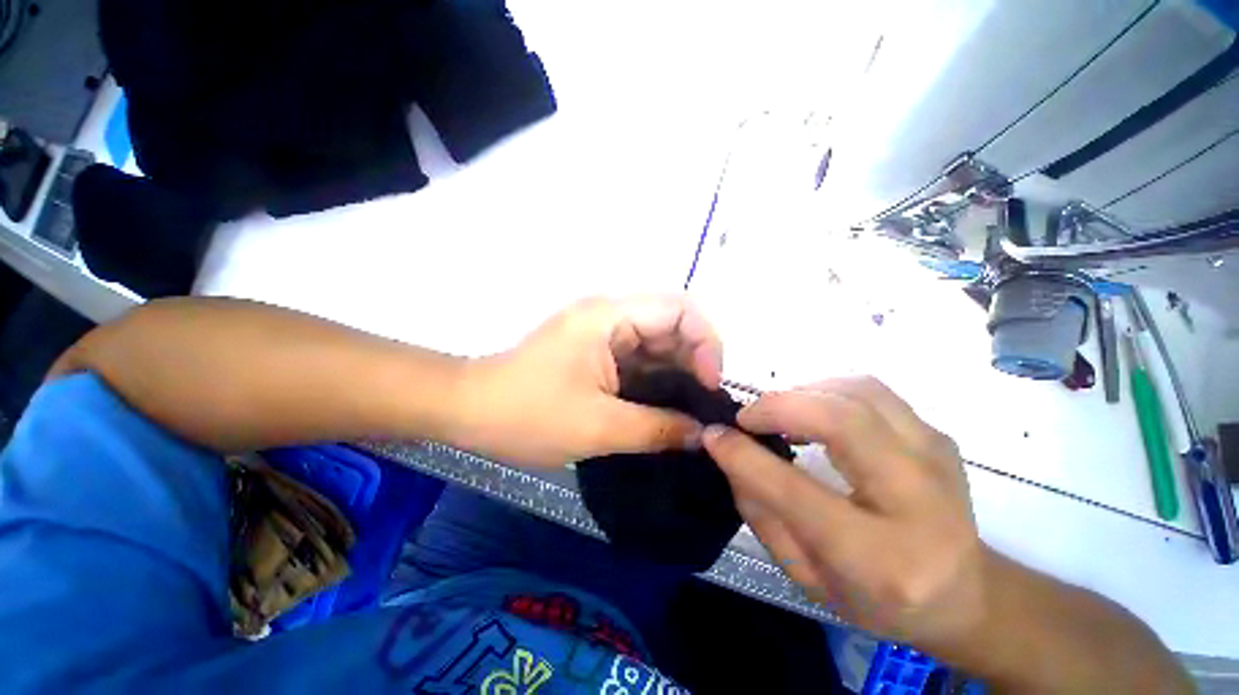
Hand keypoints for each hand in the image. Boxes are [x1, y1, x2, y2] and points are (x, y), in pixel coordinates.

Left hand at [459, 295, 723, 467]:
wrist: (470, 411)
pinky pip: (640, 360)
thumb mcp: (598, 427)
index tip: (709, 385)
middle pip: (672, 325)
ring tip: (692, 410)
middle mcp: (610, 316)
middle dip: (695, 362)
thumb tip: (703, 434)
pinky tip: (667, 407)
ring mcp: (602, 334)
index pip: (680, 310)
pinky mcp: (596, 352)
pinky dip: (658, 381)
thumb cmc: (528, 415)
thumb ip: (658, 429)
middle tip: (705, 405)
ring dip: (678, 374)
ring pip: (657, 345)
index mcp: (609, 317)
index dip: (706, 343)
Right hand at [703, 377, 986, 647]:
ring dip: (804, 393)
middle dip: (779, 407)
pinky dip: (828, 390)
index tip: (714, 434)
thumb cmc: (876, 598)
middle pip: (843, 422)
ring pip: (859, 392)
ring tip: (777, 413)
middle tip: (746, 417)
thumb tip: (728, 450)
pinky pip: (872, 391)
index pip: (798, 492)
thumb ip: (761, 512)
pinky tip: (812, 411)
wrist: (963, 593)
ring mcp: (937, 458)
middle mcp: (919, 500)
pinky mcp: (937, 436)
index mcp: (882, 559)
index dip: (745, 456)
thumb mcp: (806, 575)